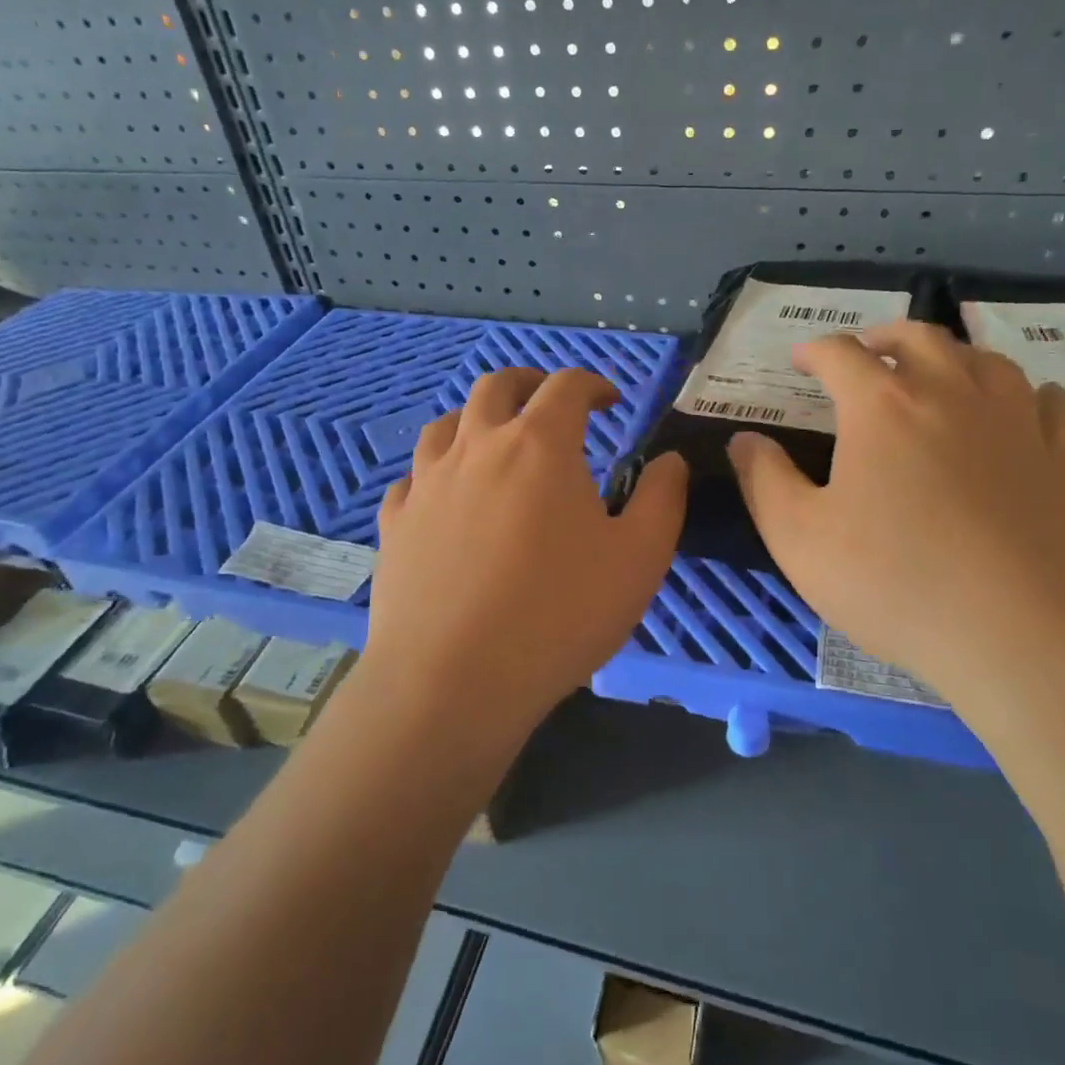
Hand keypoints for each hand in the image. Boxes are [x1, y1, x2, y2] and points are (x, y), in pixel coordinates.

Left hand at [364, 367, 686, 732]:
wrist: (452, 681)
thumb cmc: (558, 615)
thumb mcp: (639, 559)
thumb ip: (662, 499)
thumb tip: (670, 461)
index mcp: (538, 446)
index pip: (566, 387)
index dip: (593, 384)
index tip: (610, 402)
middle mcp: (476, 447)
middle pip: (496, 387)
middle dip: (529, 384)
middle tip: (550, 404)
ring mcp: (427, 484)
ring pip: (445, 424)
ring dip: (476, 420)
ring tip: (495, 443)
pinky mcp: (395, 523)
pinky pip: (412, 479)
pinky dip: (436, 473)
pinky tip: (446, 499)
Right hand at [726, 323, 1064, 707]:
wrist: (1026, 638)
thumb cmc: (896, 583)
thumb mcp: (799, 539)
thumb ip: (765, 481)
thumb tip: (744, 440)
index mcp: (882, 407)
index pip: (840, 355)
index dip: (814, 351)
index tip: (798, 360)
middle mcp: (952, 395)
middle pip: (919, 338)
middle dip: (884, 336)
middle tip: (865, 351)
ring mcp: (1017, 425)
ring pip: (987, 361)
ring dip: (953, 357)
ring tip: (936, 374)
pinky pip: (1054, 408)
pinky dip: (1033, 396)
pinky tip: (1028, 406)